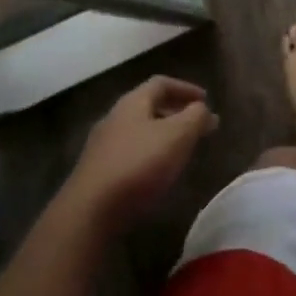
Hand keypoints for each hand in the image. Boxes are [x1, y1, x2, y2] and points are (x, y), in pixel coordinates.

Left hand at [63, 76, 218, 232]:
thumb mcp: (178, 136)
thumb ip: (195, 117)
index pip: (161, 83)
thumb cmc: (139, 165)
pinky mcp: (97, 172)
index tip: (206, 101)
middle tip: (198, 127)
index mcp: (133, 102)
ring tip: (182, 151)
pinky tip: (158, 174)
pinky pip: (130, 153)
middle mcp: (115, 117)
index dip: (186, 88)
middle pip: (149, 106)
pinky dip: (149, 155)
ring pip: (139, 131)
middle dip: (176, 113)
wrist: (89, 212)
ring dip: (163, 135)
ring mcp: (102, 145)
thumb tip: (203, 109)